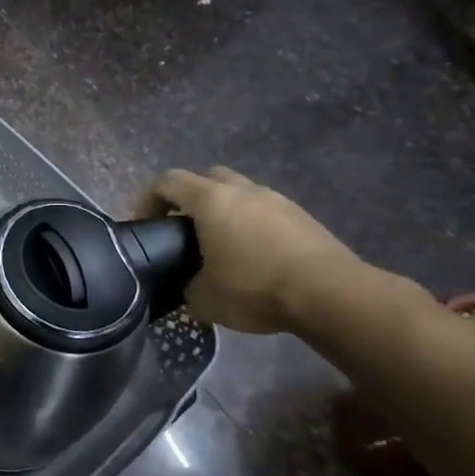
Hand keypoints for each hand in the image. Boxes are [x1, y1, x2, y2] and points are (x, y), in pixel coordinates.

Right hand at [133, 167, 360, 333]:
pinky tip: (255, 257)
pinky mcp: (305, 220)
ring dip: (227, 210)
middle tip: (184, 227)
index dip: (147, 197)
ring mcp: (279, 202)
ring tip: (222, 244)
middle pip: (208, 177)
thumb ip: (187, 286)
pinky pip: (268, 213)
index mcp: (211, 200)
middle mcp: (243, 191)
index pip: (167, 181)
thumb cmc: (255, 287)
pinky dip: (254, 226)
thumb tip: (189, 287)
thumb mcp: (204, 298)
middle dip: (191, 197)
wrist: (332, 295)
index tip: (142, 222)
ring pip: (242, 193)